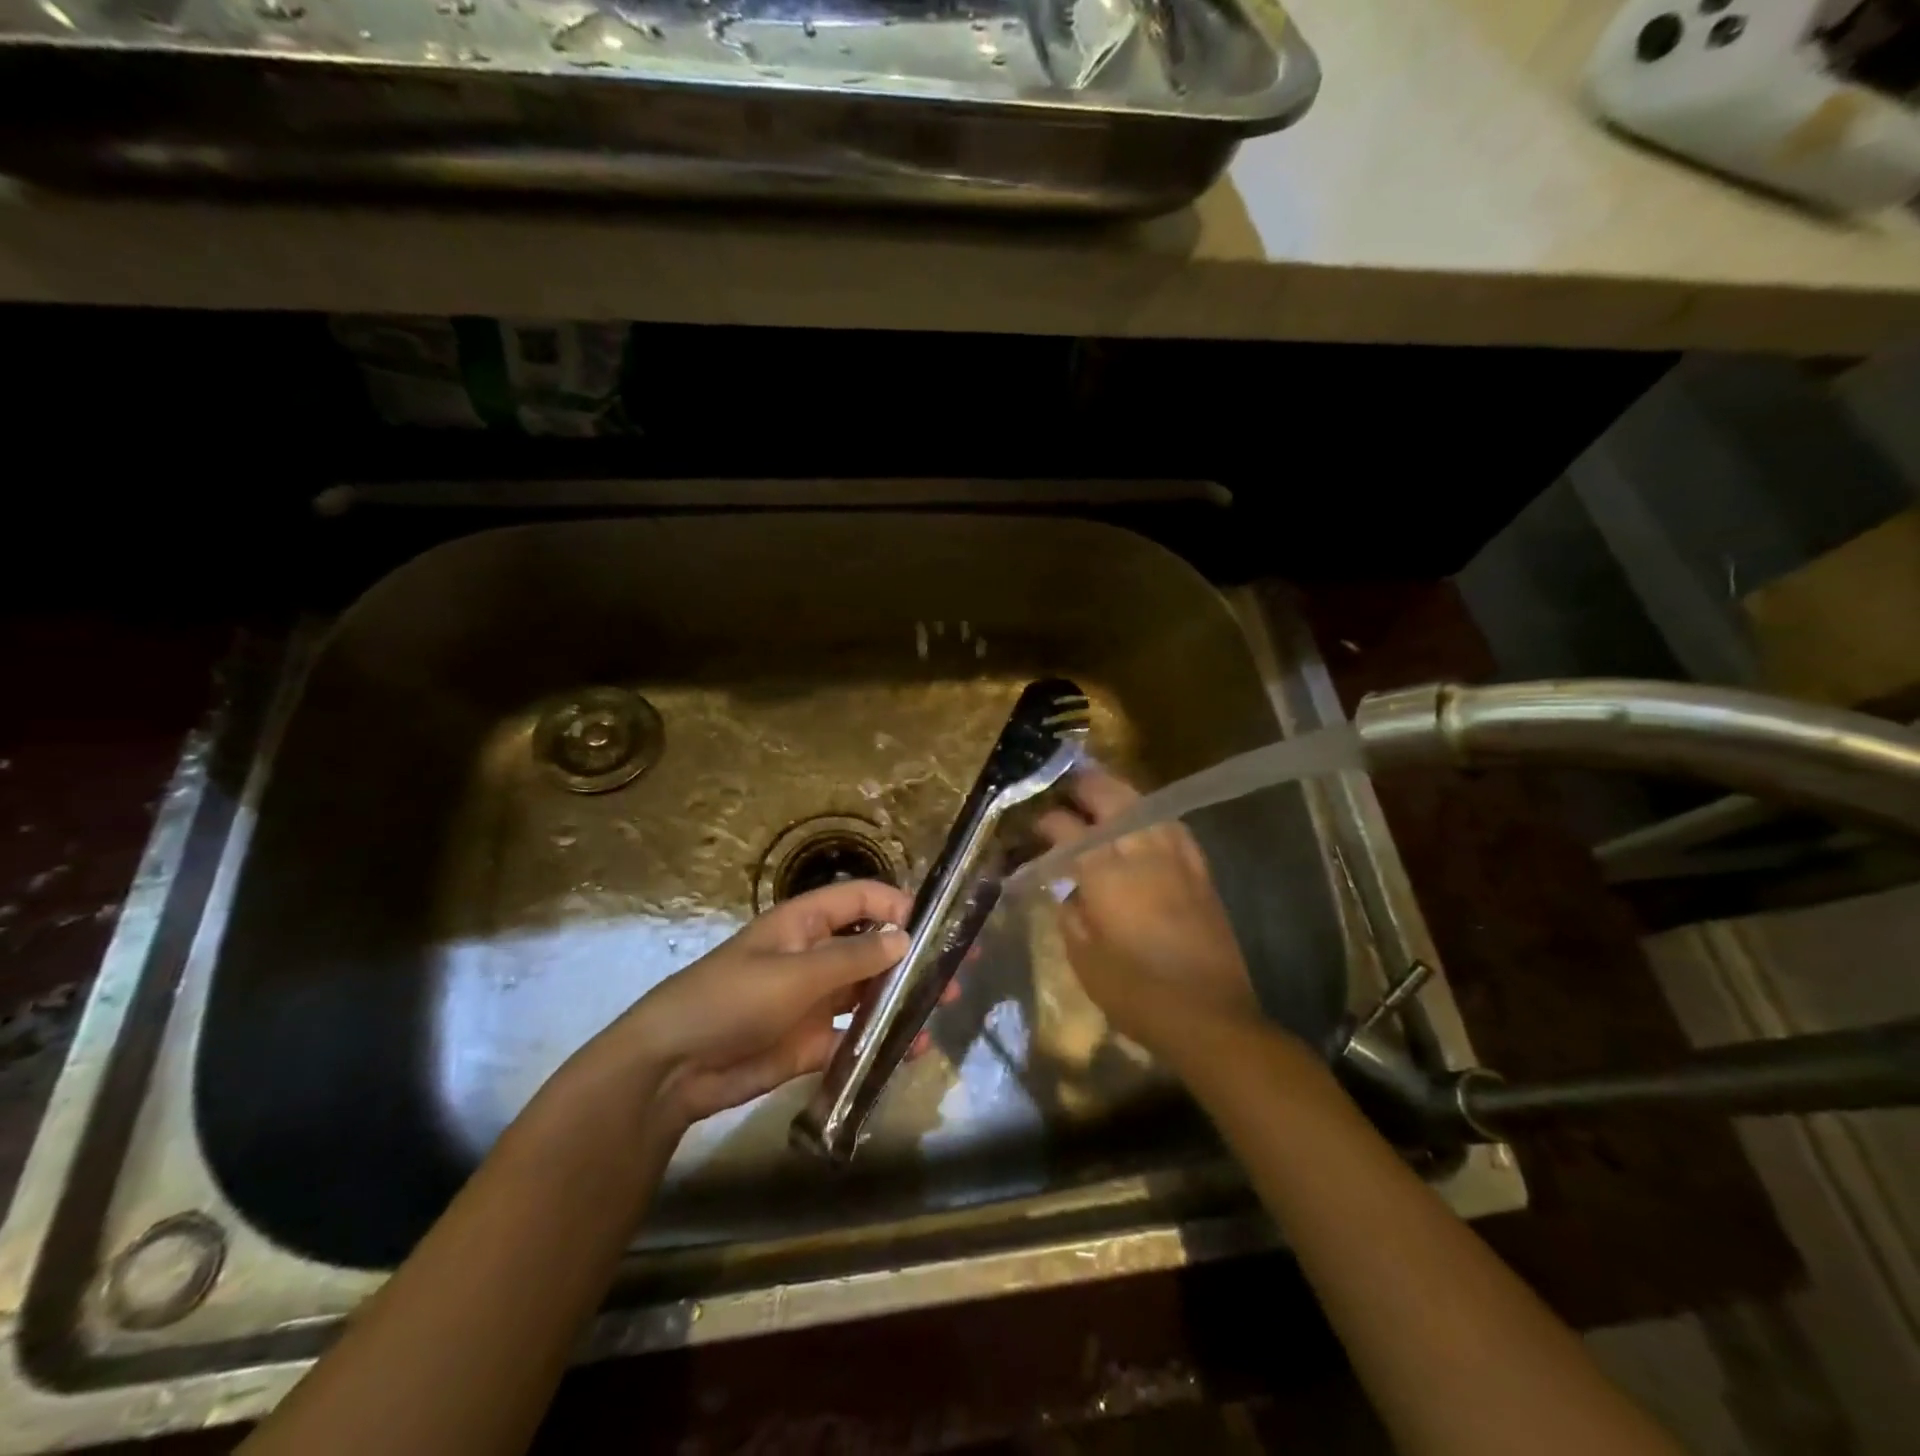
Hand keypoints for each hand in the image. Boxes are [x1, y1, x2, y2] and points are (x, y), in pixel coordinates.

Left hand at [564, 879, 913, 1131]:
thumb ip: (853, 958)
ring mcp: (813, 1000)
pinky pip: (853, 1036)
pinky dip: (879, 1041)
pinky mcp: (810, 1042)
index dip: (897, 905)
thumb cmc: (731, 1000)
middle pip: (872, 947)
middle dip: (910, 958)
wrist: (672, 1068)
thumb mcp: (795, 973)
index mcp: (806, 924)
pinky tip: (908, 1051)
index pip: (861, 899)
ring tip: (938, 1012)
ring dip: (899, 1000)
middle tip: (953, 975)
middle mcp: (815, 955)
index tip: (936, 926)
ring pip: (867, 992)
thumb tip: (906, 939)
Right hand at [1034, 766, 1260, 1058]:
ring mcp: (1175, 859)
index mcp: (1104, 875)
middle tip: (1069, 787)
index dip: (1048, 823)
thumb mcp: (1084, 959)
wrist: (1207, 1016)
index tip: (1036, 826)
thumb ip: (1071, 915)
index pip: (1068, 830)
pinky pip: (1175, 829)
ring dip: (1121, 794)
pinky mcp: (1200, 872)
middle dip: (1087, 788)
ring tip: (1104, 792)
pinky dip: (1155, 816)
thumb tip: (1068, 890)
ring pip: (1146, 807)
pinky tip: (1148, 820)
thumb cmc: (1136, 993)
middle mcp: (1140, 854)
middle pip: (1112, 801)